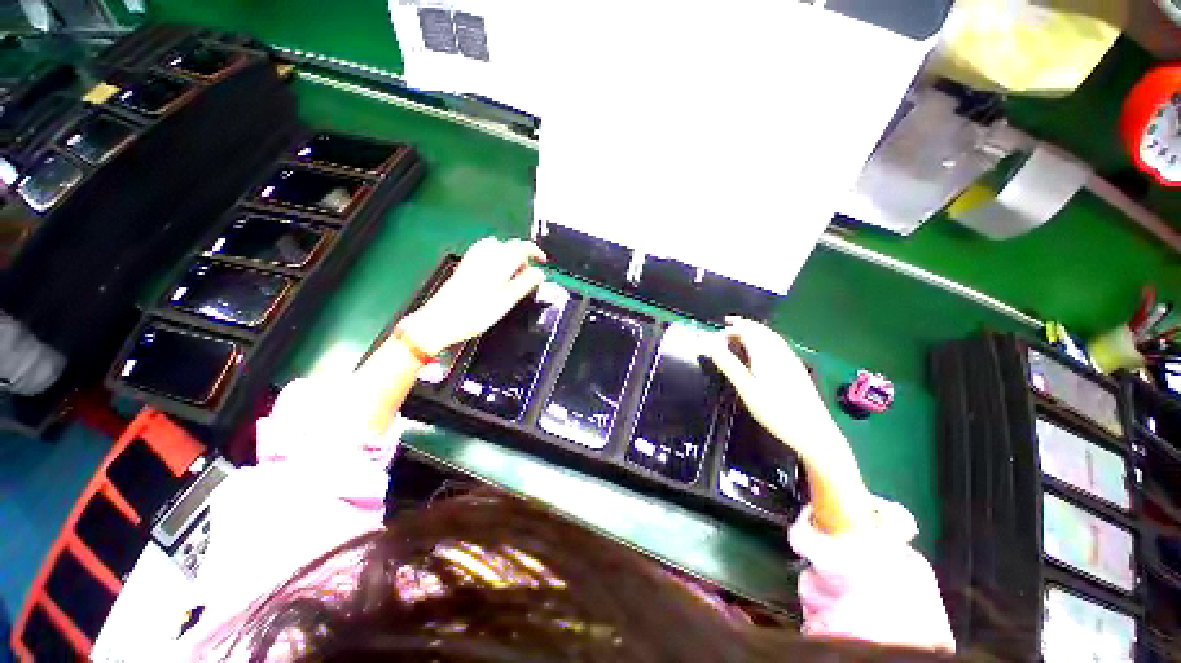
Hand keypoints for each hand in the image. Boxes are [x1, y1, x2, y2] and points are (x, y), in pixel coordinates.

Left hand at [397, 238, 546, 356]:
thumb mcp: (506, 301)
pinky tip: (496, 274)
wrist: (439, 321)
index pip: (521, 247)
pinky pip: (484, 254)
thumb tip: (540, 273)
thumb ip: (525, 284)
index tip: (543, 261)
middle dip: (522, 256)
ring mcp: (472, 260)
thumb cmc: (475, 313)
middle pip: (508, 245)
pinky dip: (496, 259)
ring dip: (508, 256)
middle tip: (528, 275)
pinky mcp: (464, 267)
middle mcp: (484, 256)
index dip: (535, 252)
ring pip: (495, 247)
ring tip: (513, 275)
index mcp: (497, 263)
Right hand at [707, 317, 841, 466]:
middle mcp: (780, 352)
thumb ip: (728, 364)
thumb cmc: (775, 410)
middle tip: (729, 325)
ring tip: (742, 333)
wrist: (813, 432)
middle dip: (744, 325)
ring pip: (771, 337)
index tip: (720, 327)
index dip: (734, 326)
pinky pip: (778, 345)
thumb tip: (711, 345)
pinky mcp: (797, 369)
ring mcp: (791, 360)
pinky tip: (762, 350)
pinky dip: (765, 339)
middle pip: (761, 330)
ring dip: (755, 331)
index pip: (749, 330)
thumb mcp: (746, 388)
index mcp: (767, 353)